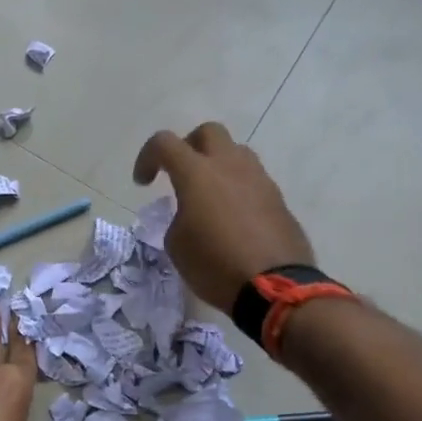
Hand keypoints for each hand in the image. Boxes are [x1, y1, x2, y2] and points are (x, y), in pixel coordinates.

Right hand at [132, 122, 315, 311]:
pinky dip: (238, 188)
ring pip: (236, 152)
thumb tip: (192, 214)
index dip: (147, 157)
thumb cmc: (215, 265)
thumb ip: (178, 217)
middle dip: (189, 146)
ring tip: (209, 195)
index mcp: (197, 173)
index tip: (143, 183)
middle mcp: (230, 166)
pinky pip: (253, 180)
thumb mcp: (177, 245)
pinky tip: (233, 217)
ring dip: (218, 165)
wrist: (275, 287)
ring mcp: (259, 179)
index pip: (164, 143)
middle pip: (208, 132)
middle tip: (180, 174)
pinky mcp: (278, 198)